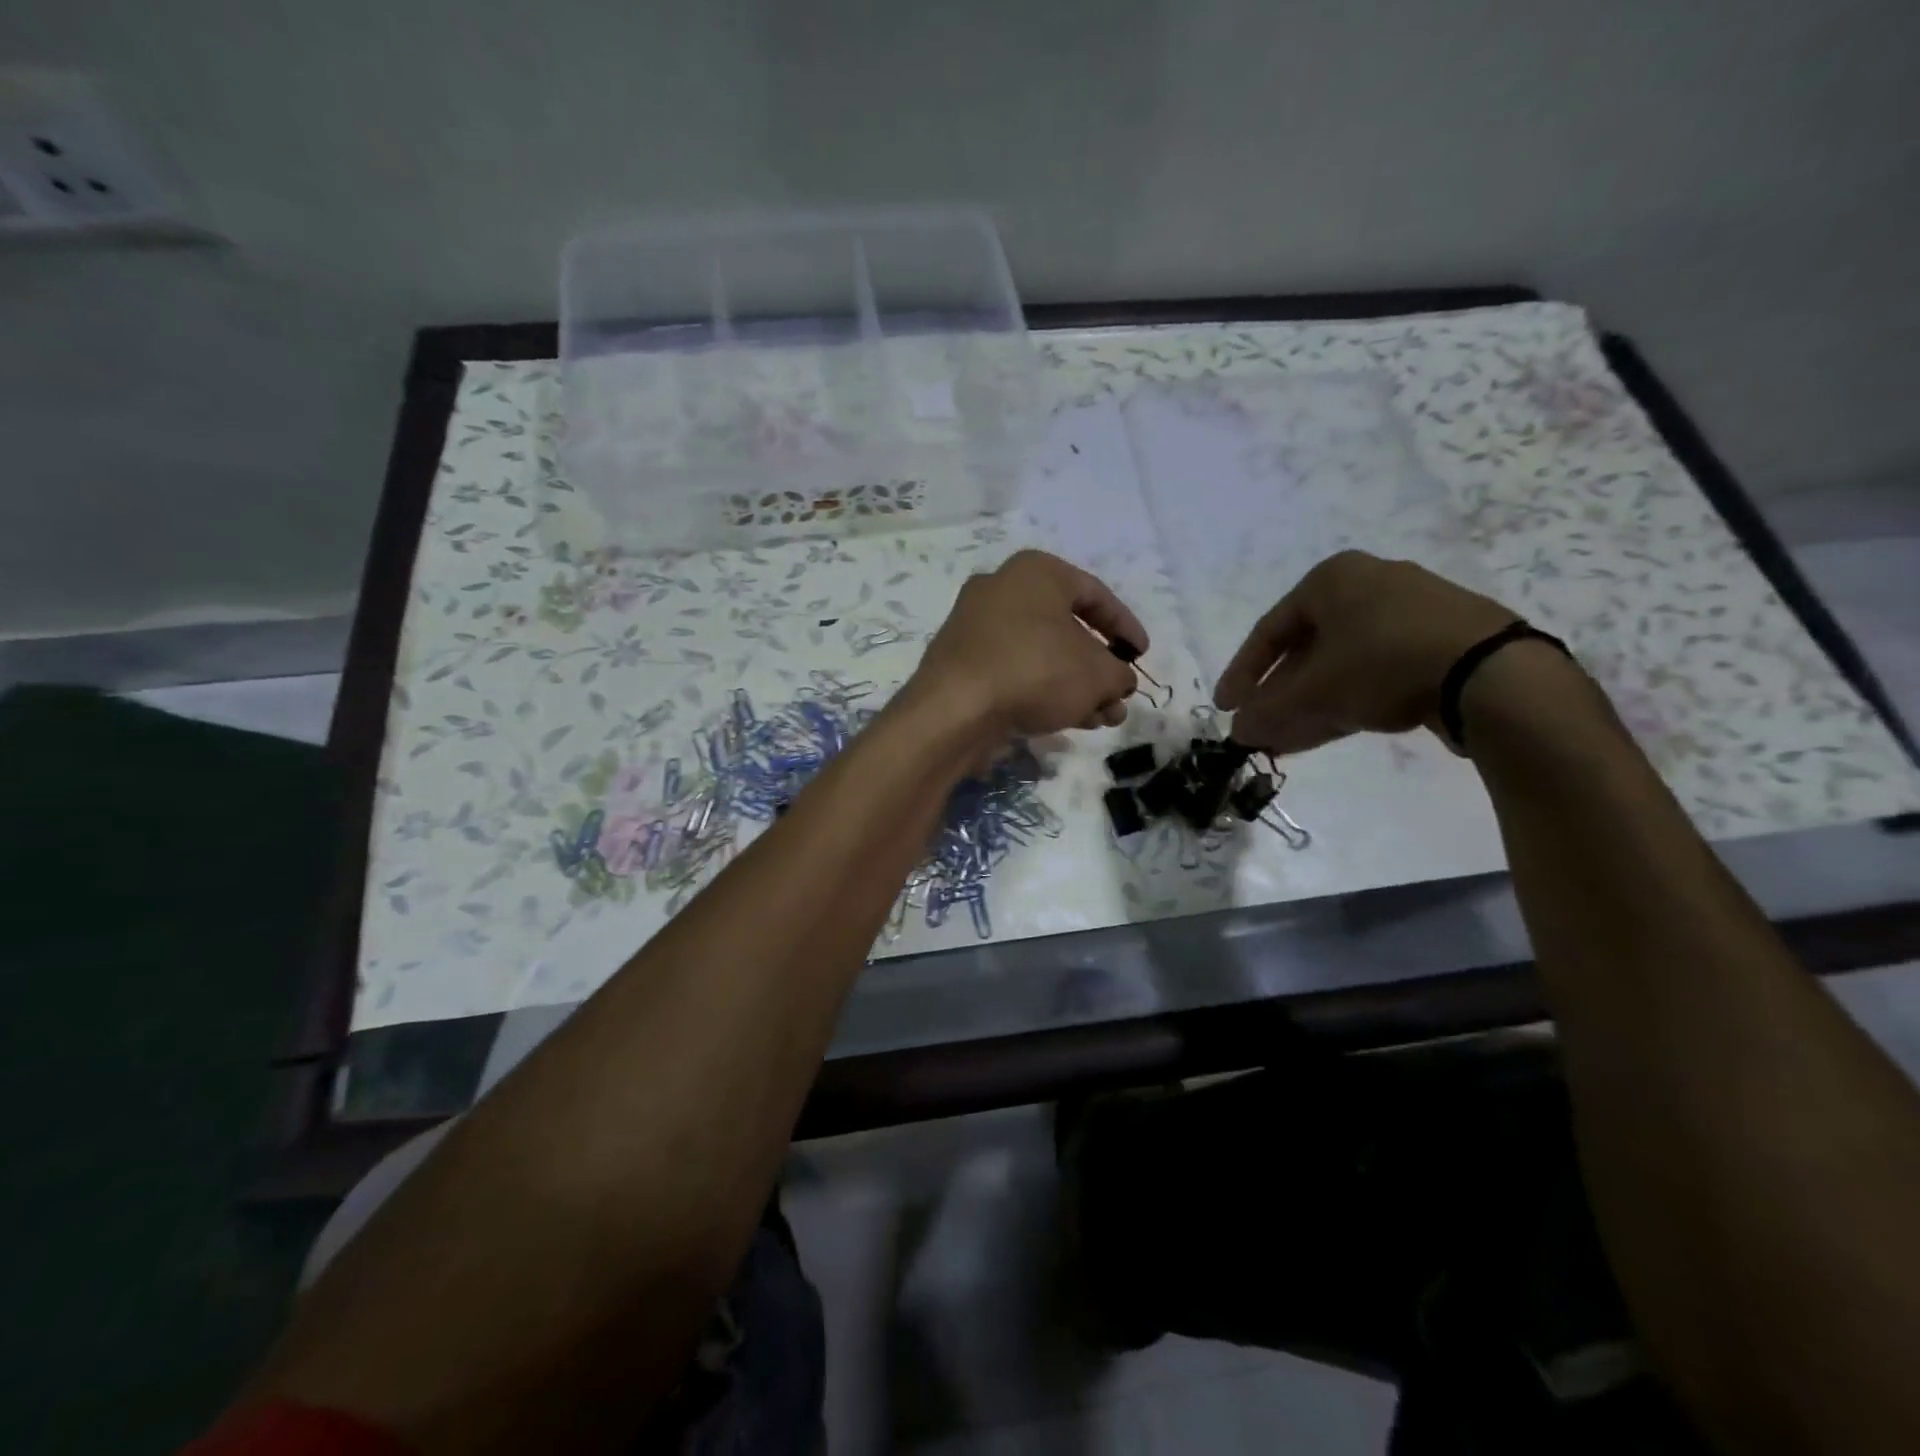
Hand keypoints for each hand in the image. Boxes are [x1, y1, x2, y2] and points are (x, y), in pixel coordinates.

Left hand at [910, 550, 1144, 739]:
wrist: (956, 708)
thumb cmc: (1036, 670)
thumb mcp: (1098, 674)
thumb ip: (1119, 674)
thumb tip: (1119, 682)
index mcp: (1036, 572)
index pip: (1095, 594)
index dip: (1126, 628)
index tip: (1141, 656)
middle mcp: (1001, 589)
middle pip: (1066, 629)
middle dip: (1098, 668)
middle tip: (1118, 696)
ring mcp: (975, 626)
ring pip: (1040, 654)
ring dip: (1074, 686)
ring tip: (1100, 719)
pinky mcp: (960, 662)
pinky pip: (1013, 670)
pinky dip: (1042, 691)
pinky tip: (1065, 720)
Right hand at [1214, 551, 1517, 753]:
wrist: (1491, 672)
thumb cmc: (1382, 662)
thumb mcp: (1314, 692)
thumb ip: (1268, 713)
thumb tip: (1238, 733)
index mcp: (1331, 579)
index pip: (1269, 631)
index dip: (1242, 674)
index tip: (1226, 708)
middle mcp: (1368, 586)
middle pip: (1305, 650)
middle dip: (1279, 696)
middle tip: (1259, 729)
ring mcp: (1408, 614)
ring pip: (1340, 665)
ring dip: (1308, 705)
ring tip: (1284, 742)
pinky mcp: (1437, 643)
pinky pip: (1374, 672)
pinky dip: (1346, 700)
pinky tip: (1325, 731)